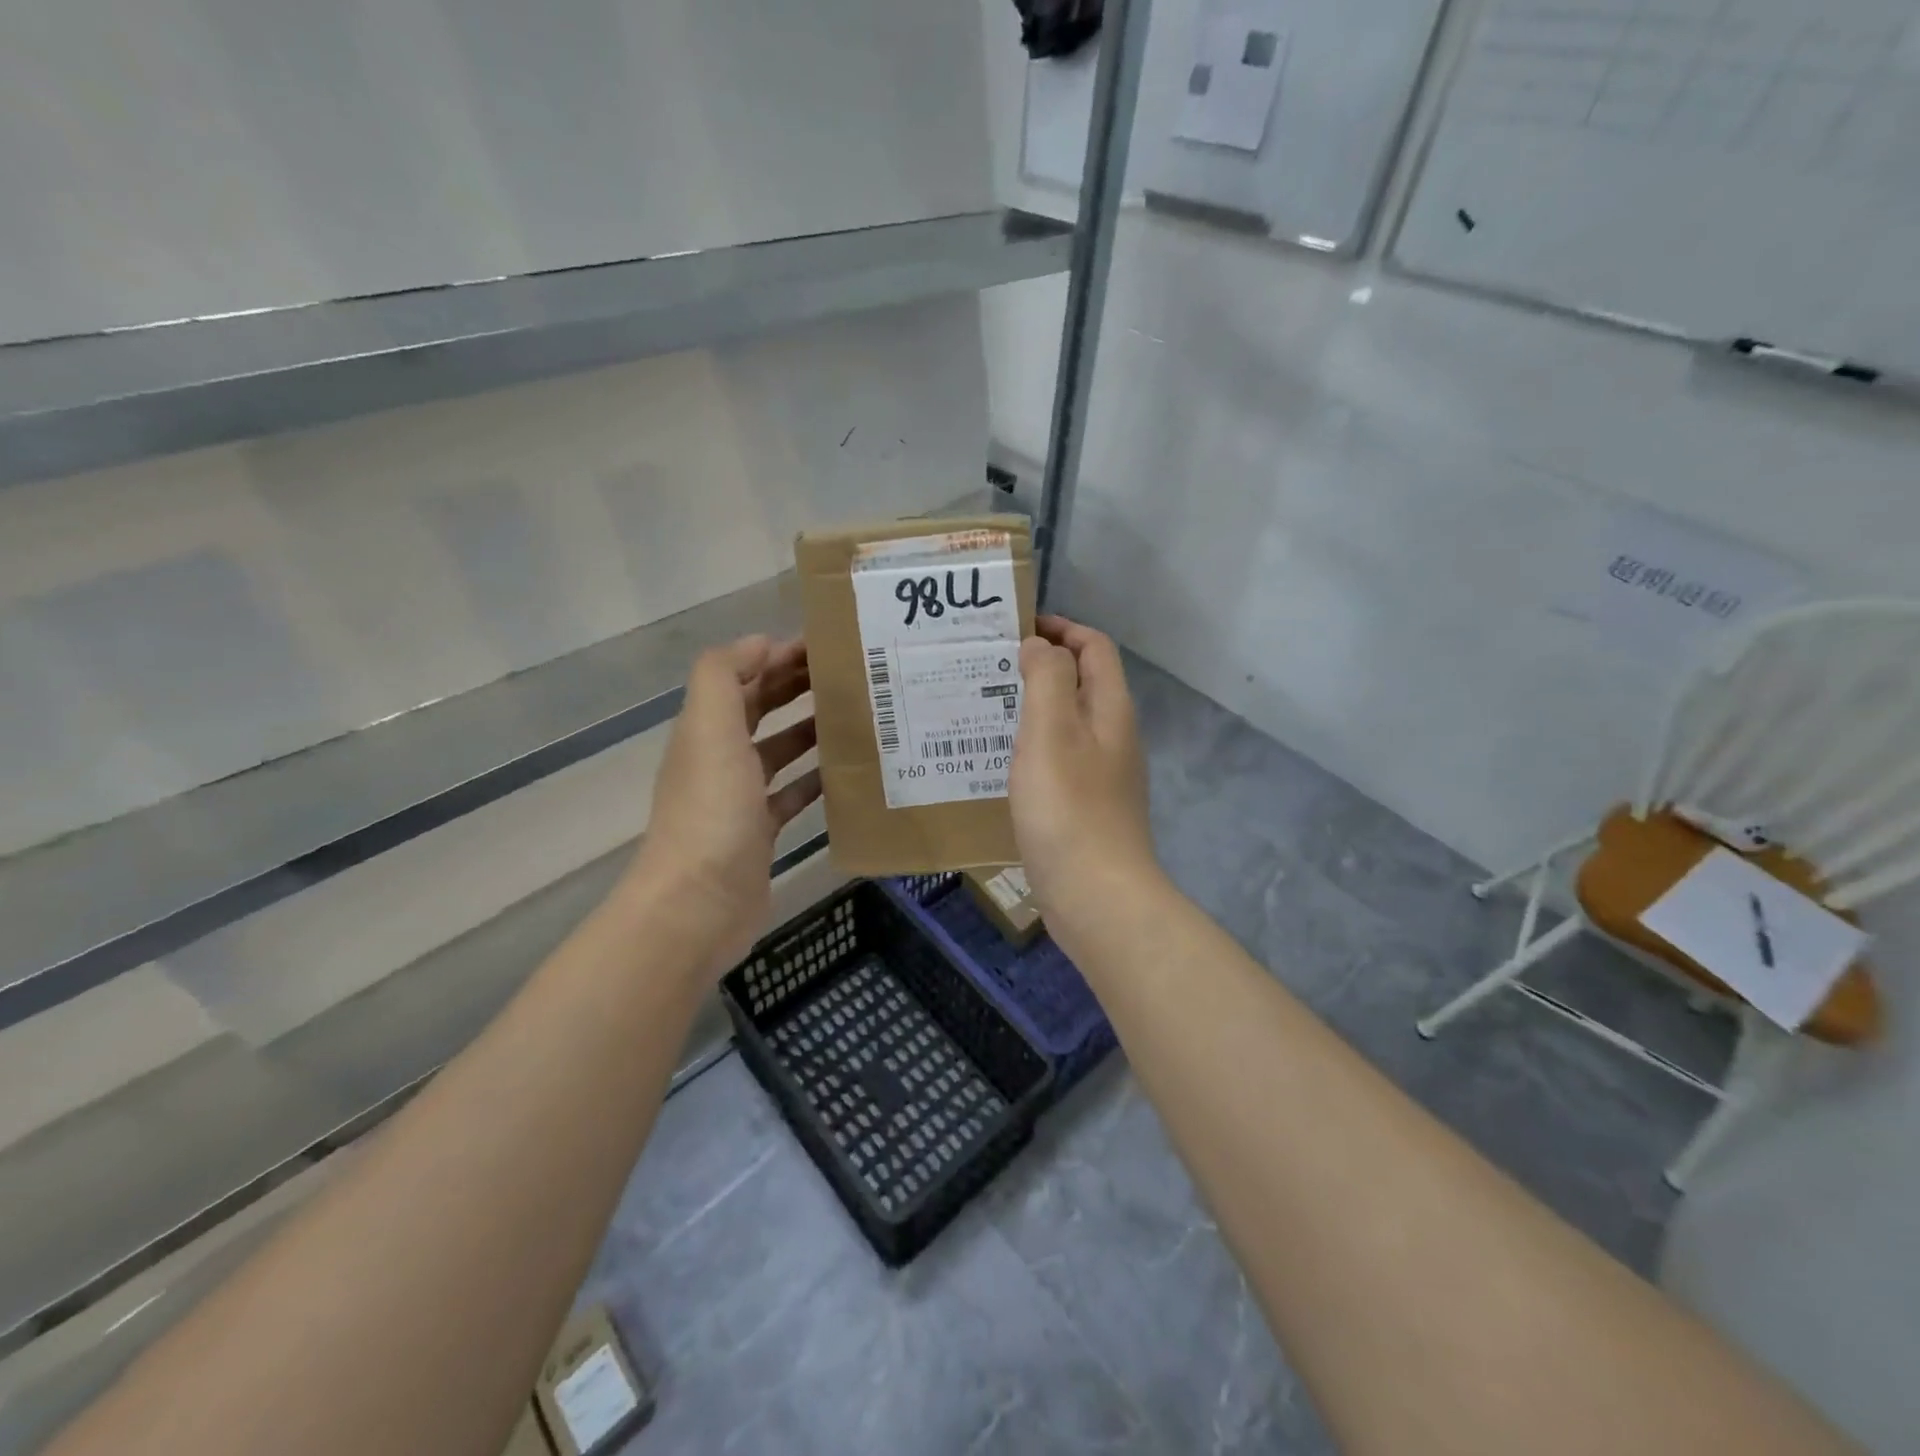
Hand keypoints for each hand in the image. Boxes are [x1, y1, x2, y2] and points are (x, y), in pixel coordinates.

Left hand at [626, 636, 820, 976]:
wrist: (698, 904)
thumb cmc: (711, 810)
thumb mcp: (710, 729)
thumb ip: (724, 675)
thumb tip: (760, 643)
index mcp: (706, 729)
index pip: (742, 677)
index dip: (777, 656)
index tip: (825, 644)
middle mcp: (719, 759)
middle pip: (759, 710)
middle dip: (796, 686)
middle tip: (848, 674)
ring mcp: (739, 799)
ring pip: (778, 751)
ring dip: (809, 730)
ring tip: (854, 716)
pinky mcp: (760, 834)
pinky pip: (791, 796)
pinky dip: (814, 781)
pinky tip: (846, 774)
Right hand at [1010, 616, 1158, 927]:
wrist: (1095, 895)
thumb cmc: (1068, 807)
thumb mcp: (1051, 730)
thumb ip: (1046, 678)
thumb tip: (1040, 645)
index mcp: (1110, 709)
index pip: (1094, 647)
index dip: (1061, 628)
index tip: (1016, 627)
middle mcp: (1113, 736)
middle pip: (1082, 683)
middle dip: (1041, 665)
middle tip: (990, 666)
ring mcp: (1102, 774)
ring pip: (1067, 722)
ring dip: (1033, 707)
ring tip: (987, 708)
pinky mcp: (1086, 806)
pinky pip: (1058, 759)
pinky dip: (1032, 746)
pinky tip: (1001, 761)